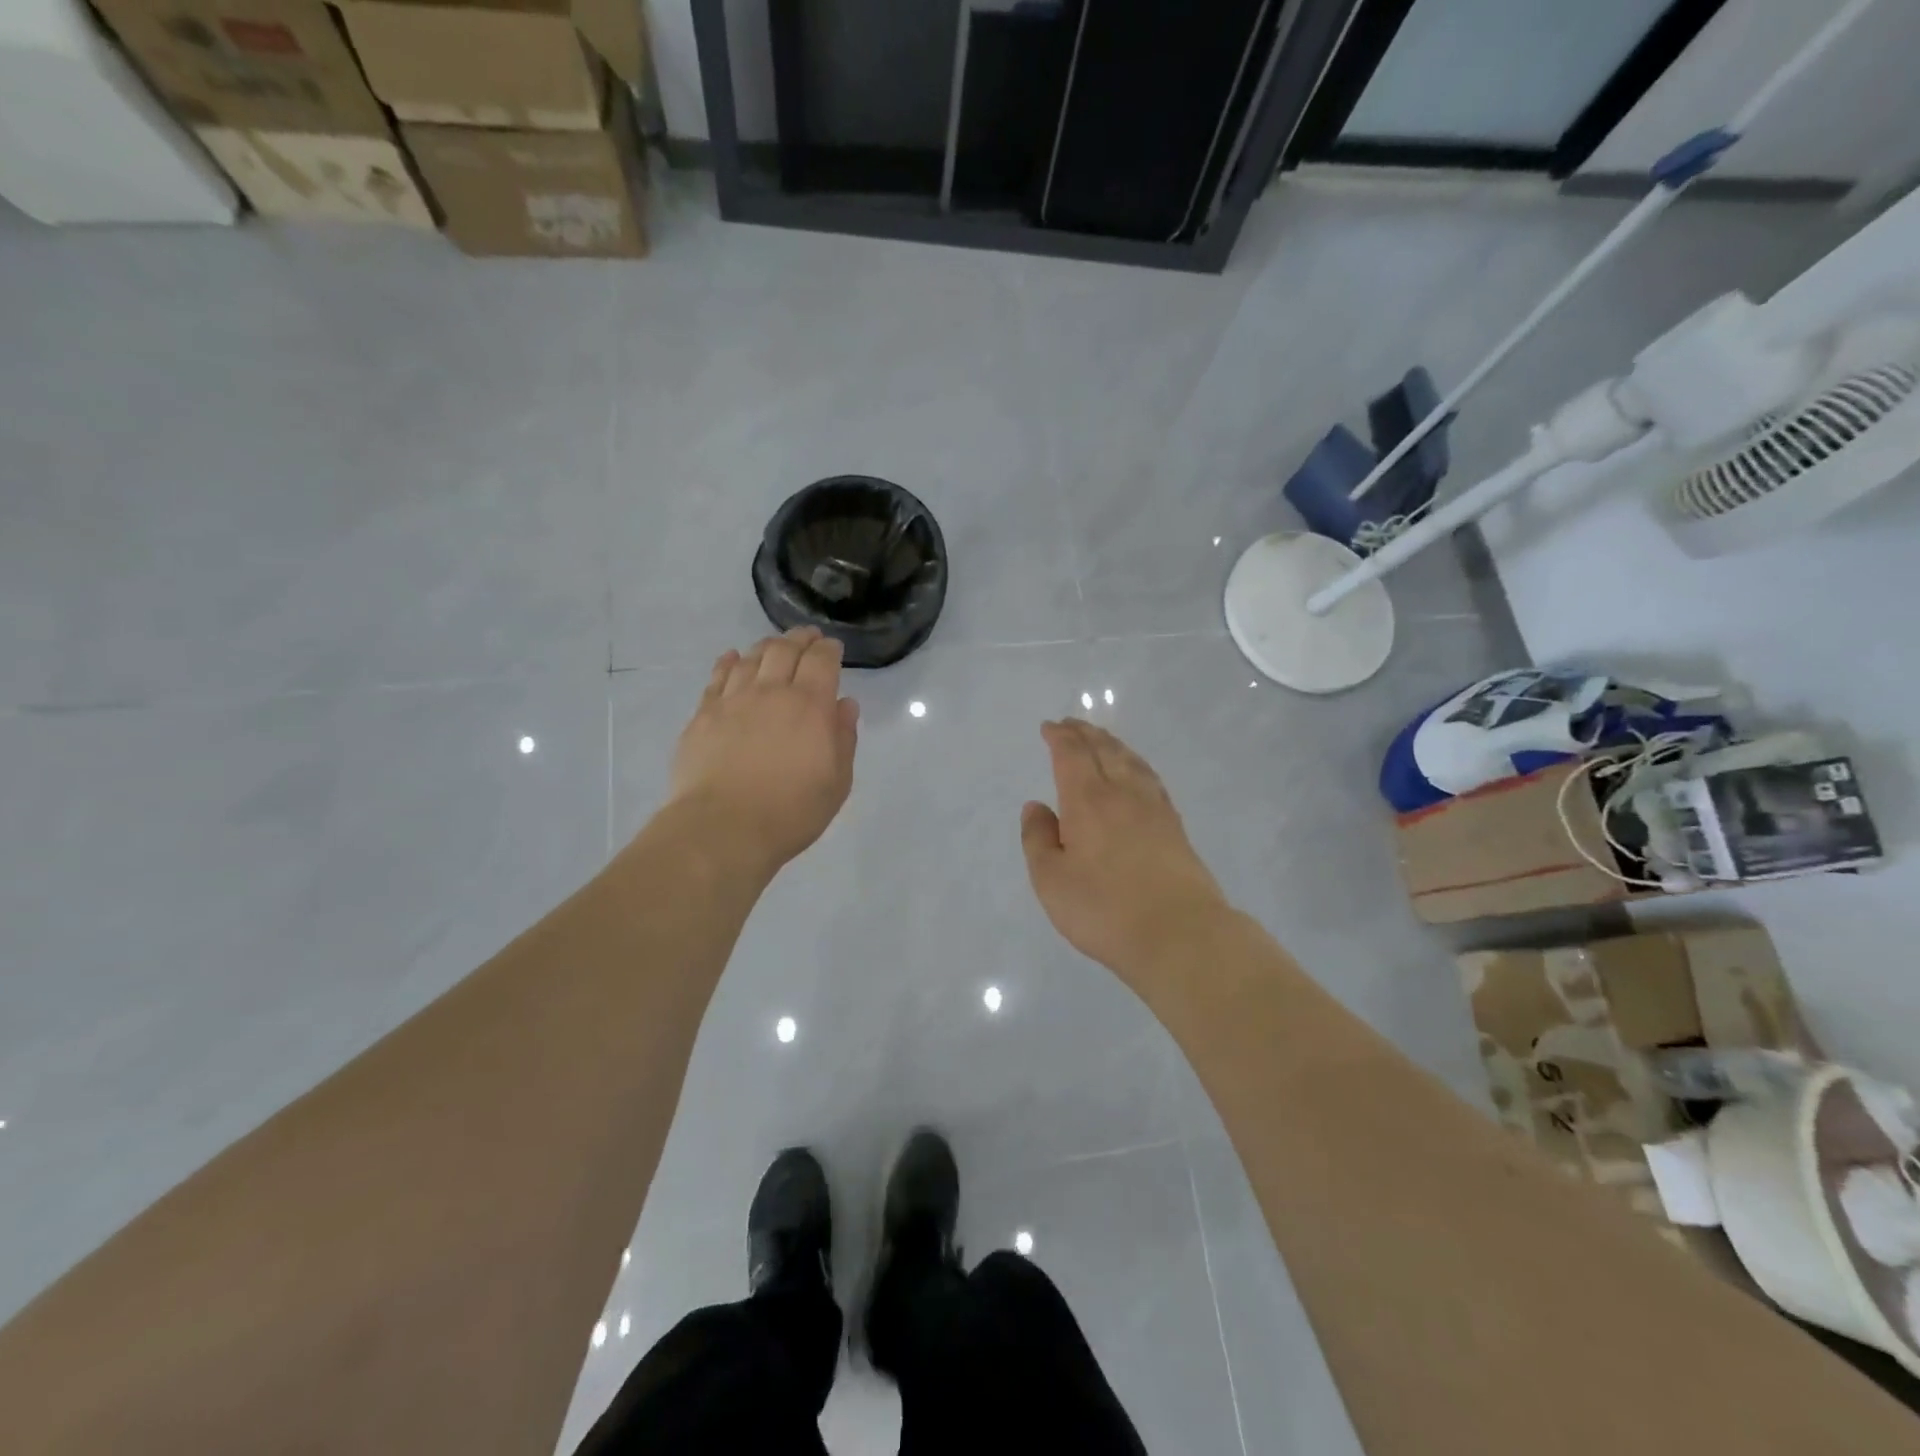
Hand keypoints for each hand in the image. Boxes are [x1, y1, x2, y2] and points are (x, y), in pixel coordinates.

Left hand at [668, 628, 859, 874]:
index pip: (821, 660)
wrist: (723, 828)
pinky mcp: (703, 715)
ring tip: (774, 647)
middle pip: (784, 650)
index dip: (829, 649)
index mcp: (810, 705)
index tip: (833, 647)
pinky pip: (717, 677)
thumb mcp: (837, 782)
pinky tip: (732, 658)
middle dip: (800, 639)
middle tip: (807, 637)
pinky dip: (728, 662)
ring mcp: (733, 700)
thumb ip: (843, 738)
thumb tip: (844, 705)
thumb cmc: (791, 811)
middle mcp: (771, 692)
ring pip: (751, 658)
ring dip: (766, 647)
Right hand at [1021, 719, 1230, 986]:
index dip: (1059, 737)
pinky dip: (1136, 764)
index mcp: (1088, 801)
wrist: (1180, 934)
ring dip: (1112, 744)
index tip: (1049, 727)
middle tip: (1071, 723)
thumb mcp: (1051, 880)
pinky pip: (1150, 779)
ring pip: (1131, 761)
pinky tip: (1136, 773)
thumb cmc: (1104, 909)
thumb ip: (1038, 839)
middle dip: (1084, 733)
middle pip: (1104, 750)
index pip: (1072, 755)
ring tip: (1101, 739)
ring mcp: (1154, 808)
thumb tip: (1036, 806)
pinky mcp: (1175, 827)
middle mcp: (1122, 793)